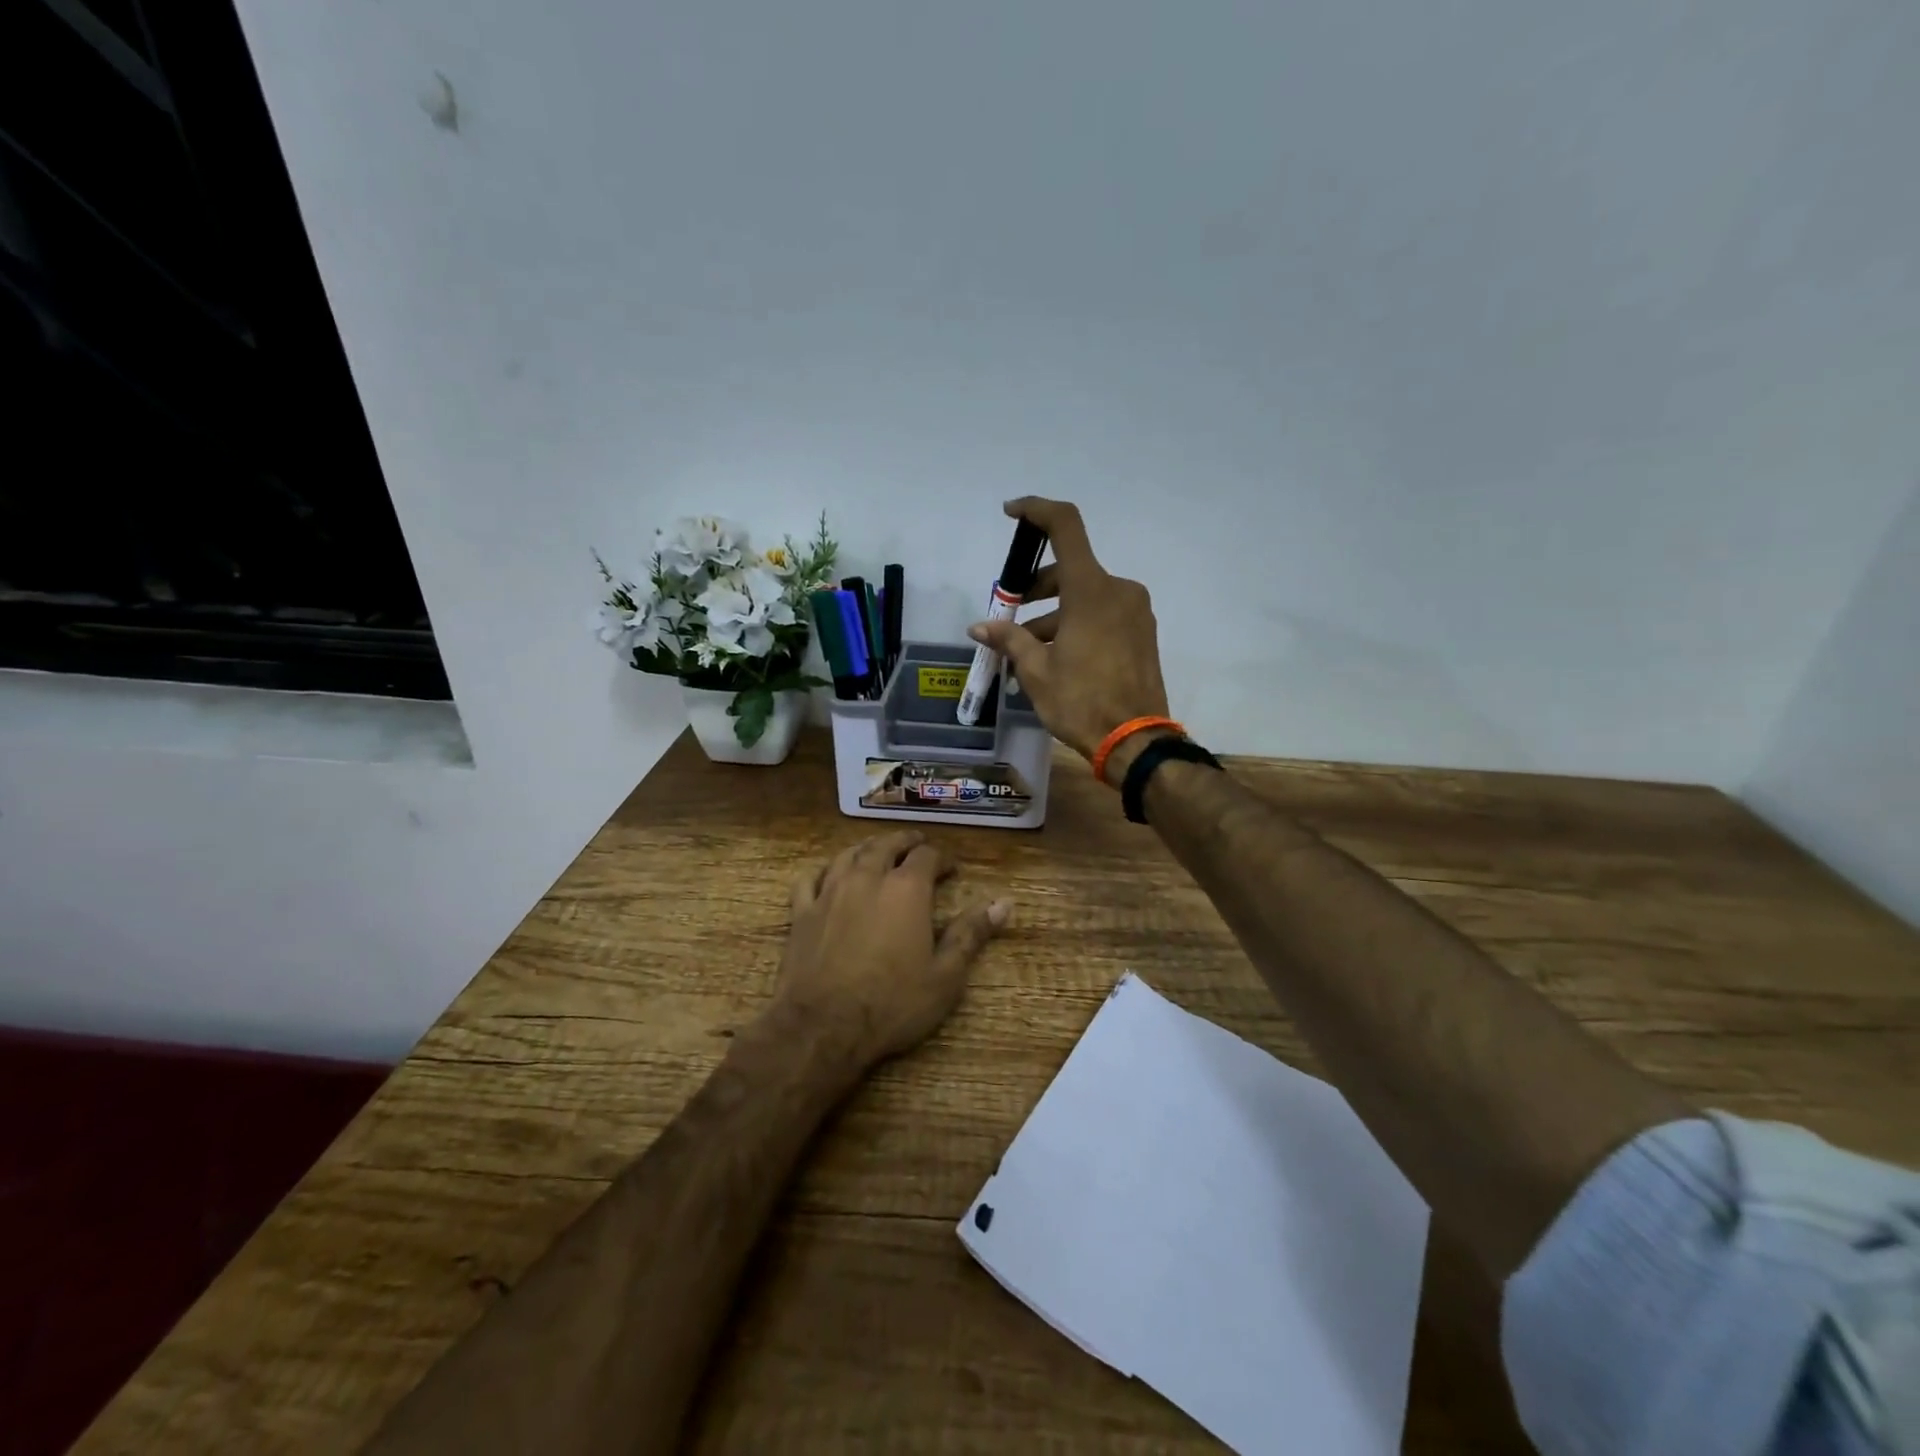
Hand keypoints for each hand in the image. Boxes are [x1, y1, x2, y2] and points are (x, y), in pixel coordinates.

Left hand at [773, 830, 1009, 1068]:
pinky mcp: (801, 913)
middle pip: (885, 845)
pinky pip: (810, 879)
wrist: (822, 1028)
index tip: (951, 868)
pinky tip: (827, 877)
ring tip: (876, 852)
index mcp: (906, 889)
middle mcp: (867, 878)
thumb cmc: (892, 1004)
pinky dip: (823, 872)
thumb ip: (971, 934)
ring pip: (848, 855)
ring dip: (866, 849)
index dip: (941, 858)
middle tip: (915, 845)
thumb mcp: (945, 976)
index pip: (926, 855)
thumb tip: (1003, 903)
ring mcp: (829, 892)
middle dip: (904, 842)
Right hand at [968, 497, 1172, 774]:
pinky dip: (1076, 625)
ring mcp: (1135, 612)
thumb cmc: (1081, 702)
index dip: (1036, 511)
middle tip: (1009, 617)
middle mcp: (1118, 590)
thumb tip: (980, 627)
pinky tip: (1054, 658)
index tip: (1011, 513)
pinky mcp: (1142, 633)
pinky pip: (1102, 615)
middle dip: (1035, 589)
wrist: (1136, 742)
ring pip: (1085, 597)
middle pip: (1070, 570)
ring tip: (1025, 652)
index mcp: (1091, 590)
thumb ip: (1009, 639)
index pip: (1065, 527)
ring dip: (1053, 615)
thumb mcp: (1036, 671)